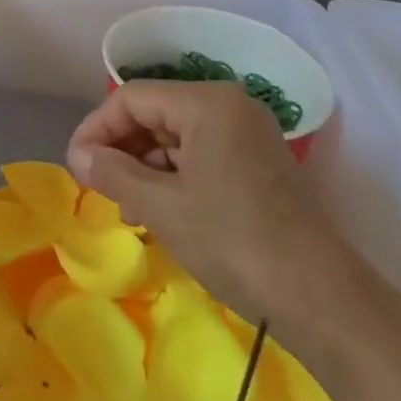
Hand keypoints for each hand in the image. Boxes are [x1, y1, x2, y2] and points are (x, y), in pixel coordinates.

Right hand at [67, 80, 359, 330]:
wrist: (324, 301)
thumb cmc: (234, 242)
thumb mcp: (161, 207)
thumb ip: (112, 173)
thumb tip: (77, 156)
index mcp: (207, 102)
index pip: (132, 98)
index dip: (96, 129)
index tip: (76, 166)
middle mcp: (229, 105)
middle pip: (154, 113)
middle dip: (121, 149)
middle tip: (98, 187)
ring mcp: (247, 133)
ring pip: (175, 135)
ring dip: (144, 166)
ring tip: (127, 205)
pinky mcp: (257, 162)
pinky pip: (199, 153)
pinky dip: (173, 175)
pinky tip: (158, 208)